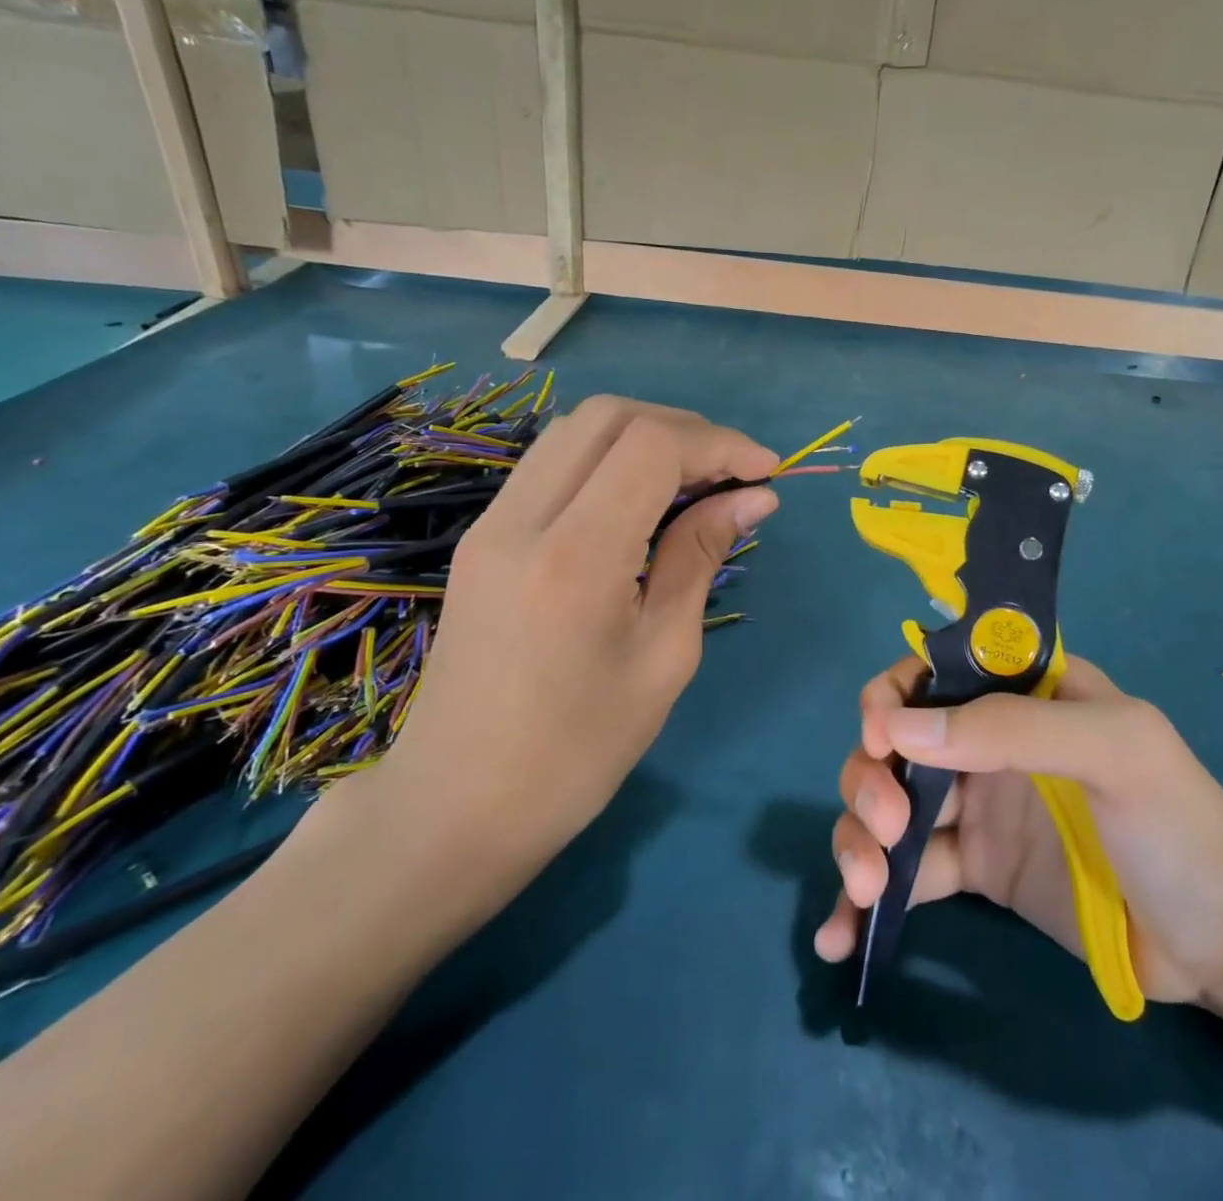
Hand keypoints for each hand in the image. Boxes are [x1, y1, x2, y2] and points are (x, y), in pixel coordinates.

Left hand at [326, 395, 778, 923]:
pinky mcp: (484, 535)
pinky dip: (610, 458)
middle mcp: (522, 519)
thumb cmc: (577, 752)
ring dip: (646, 436)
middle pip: (610, 416)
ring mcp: (492, 522)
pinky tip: (643, 499)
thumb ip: (701, 557)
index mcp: (574, 557)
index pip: (652, 446)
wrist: (455, 806)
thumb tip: (754, 497)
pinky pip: (553, 463)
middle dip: (685, 428)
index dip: (720, 444)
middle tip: (734, 471)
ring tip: (697, 479)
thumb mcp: (664, 655)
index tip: (767, 473)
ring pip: (577, 430)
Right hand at [815, 655, 1222, 1002]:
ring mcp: (975, 806)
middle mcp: (987, 741)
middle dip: (870, 775)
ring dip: (857, 834)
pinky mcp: (972, 869)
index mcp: (1022, 693)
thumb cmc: (1178, 824)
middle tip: (886, 825)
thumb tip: (901, 728)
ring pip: (888, 802)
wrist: (1222, 943)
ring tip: (866, 887)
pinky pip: (906, 871)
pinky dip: (866, 898)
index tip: (881, 736)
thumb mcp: (1116, 752)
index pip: (936, 671)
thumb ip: (1016, 727)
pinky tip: (843, 936)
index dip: (894, 695)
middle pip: (896, 739)